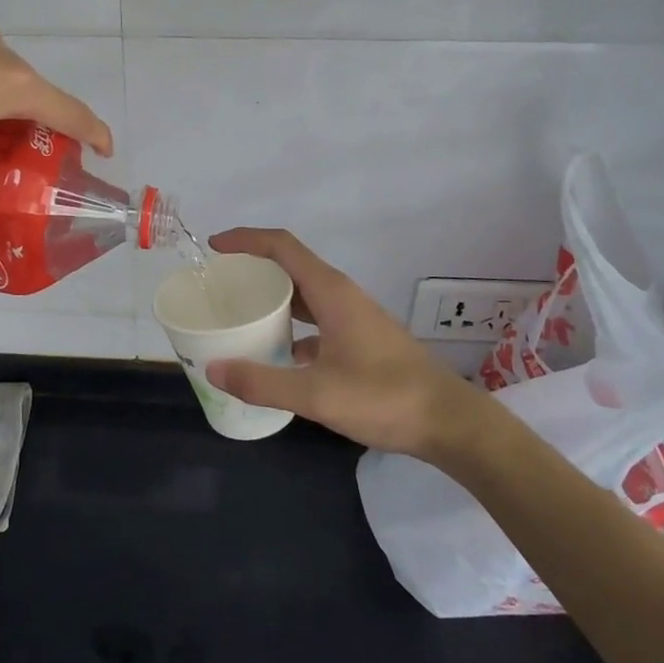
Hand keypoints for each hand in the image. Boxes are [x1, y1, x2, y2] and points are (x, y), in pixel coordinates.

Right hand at [205, 228, 494, 459]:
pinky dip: (291, 326)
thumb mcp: (317, 395)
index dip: (246, 240)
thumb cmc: (385, 399)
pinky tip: (276, 354)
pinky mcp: (360, 339)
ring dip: (272, 297)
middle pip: (290, 265)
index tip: (214, 247)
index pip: (282, 247)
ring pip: (304, 294)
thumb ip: (263, 382)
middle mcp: (341, 296)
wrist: (449, 423)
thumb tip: (214, 369)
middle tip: (218, 284)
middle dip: (253, 267)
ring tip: (240, 313)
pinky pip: (316, 319)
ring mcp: (353, 317)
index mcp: (331, 292)